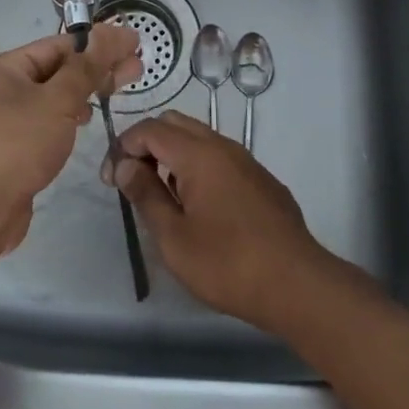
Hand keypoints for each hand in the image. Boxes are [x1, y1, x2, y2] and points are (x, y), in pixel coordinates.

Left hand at [0, 24, 140, 256]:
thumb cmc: (14, 144)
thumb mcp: (56, 101)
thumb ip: (87, 68)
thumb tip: (111, 32)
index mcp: (4, 68)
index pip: (59, 45)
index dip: (99, 42)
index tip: (134, 43)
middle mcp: (0, 90)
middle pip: (57, 70)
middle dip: (97, 68)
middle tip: (138, 68)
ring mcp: (3, 122)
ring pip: (51, 98)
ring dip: (84, 92)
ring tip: (117, 91)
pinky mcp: (11, 152)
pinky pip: (45, 123)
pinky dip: (68, 118)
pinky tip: (85, 121)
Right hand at [112, 110, 341, 331]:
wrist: (297, 284)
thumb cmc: (228, 263)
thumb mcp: (174, 237)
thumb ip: (147, 195)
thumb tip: (126, 166)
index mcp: (198, 154)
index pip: (150, 129)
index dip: (124, 148)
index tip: (111, 180)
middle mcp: (223, 146)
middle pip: (175, 124)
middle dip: (147, 144)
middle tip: (133, 181)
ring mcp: (246, 161)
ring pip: (200, 138)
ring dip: (173, 155)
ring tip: (162, 195)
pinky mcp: (261, 180)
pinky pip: (220, 157)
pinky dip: (198, 166)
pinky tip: (198, 206)